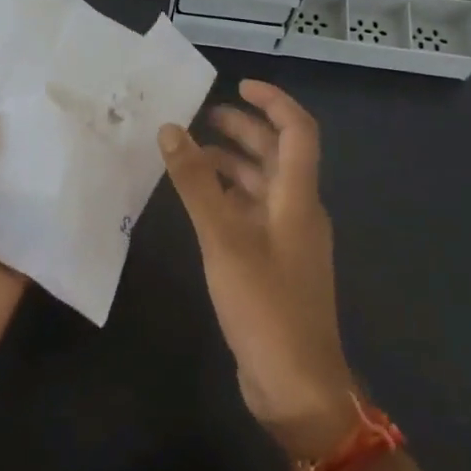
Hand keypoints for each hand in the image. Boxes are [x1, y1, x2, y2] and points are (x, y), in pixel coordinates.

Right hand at [158, 81, 356, 457]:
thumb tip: (172, 130)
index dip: (273, 102)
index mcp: (298, 197)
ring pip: (262, 185)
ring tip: (189, 154)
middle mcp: (298, 211)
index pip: (298, 131)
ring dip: (232, 164)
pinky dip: (227, 197)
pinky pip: (251, 214)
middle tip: (202, 118)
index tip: (238, 85)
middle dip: (244, 130)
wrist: (296, 385)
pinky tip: (197, 202)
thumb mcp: (224, 238)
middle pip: (278, 155)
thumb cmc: (265, 305)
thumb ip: (196, 183)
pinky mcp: (273, 264)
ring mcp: (287, 240)